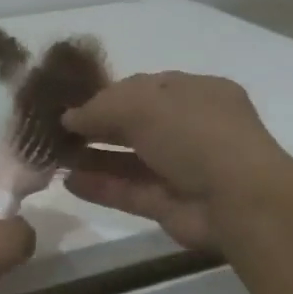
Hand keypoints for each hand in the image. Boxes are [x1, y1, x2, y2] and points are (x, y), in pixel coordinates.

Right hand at [62, 72, 292, 251]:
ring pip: (129, 160)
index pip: (145, 88)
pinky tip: (67, 181)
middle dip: (97, 126)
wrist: (238, 200)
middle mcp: (191, 129)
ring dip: (93, 156)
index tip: (71, 102)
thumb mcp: (143, 104)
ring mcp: (181, 169)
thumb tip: (70, 117)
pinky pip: (128, 191)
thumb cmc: (195, 134)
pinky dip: (99, 186)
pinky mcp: (169, 205)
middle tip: (56, 129)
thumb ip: (101, 107)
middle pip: (135, 124)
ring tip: (54, 155)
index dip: (107, 94)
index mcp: (197, 94)